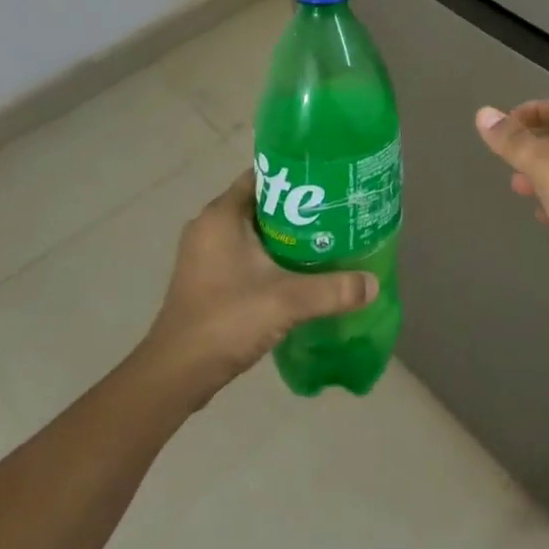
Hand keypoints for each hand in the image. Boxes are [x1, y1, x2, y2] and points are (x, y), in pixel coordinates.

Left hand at [144, 169, 377, 405]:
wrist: (176, 374)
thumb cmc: (226, 319)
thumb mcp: (287, 300)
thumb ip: (332, 289)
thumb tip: (372, 283)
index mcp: (221, 215)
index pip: (261, 175)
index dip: (295, 174)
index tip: (327, 181)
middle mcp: (209, 226)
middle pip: (260, 202)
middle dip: (296, 206)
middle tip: (334, 210)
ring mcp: (204, 254)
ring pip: (252, 229)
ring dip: (283, 233)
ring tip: (323, 237)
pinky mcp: (205, 278)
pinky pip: (243, 252)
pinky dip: (268, 255)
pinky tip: (297, 270)